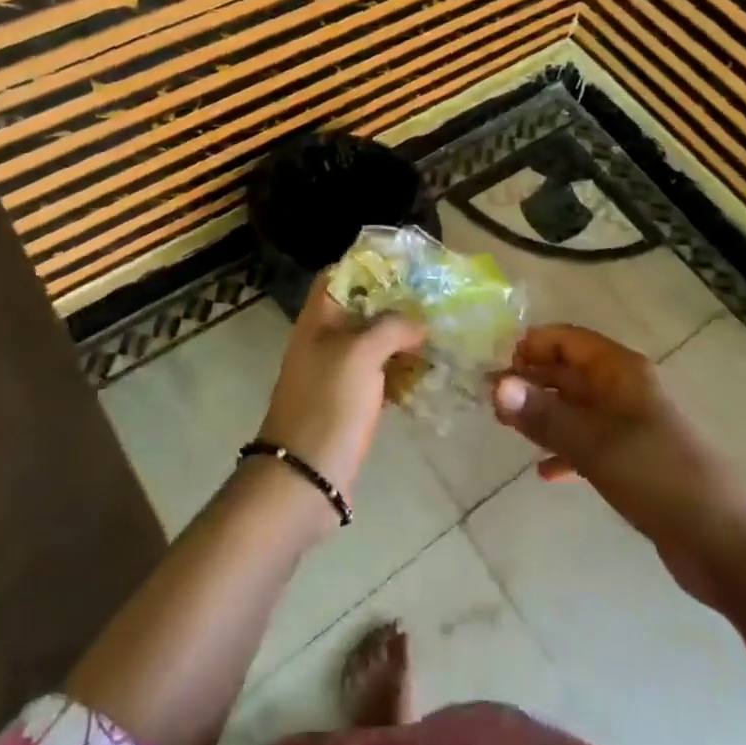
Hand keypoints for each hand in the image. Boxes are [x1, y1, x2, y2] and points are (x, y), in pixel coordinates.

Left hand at [258, 273, 425, 505]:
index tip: (406, 266)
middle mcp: (324, 341)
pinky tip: (429, 373)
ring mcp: (336, 375)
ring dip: (403, 340)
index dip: (368, 266)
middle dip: (396, 304)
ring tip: (440, 334)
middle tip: (434, 302)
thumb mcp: (360, 354)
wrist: (304, 478)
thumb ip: (392, 327)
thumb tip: (419, 323)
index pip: (338, 276)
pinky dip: (401, 372)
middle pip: (361, 310)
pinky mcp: (349, 404)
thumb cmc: (328, 405)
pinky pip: (379, 377)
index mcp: (318, 321)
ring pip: (373, 344)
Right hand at [493, 324, 745, 602]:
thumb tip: (496, 385)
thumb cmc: (659, 477)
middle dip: (532, 381)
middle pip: (571, 372)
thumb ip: (544, 415)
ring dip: (545, 415)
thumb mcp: (595, 445)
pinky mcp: (637, 461)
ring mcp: (633, 426)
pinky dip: (567, 451)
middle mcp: (627, 389)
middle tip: (491, 402)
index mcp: (622, 371)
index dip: (532, 346)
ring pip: (578, 409)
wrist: (727, 544)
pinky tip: (544, 473)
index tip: (497, 367)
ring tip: (506, 430)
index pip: (569, 339)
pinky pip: (592, 444)